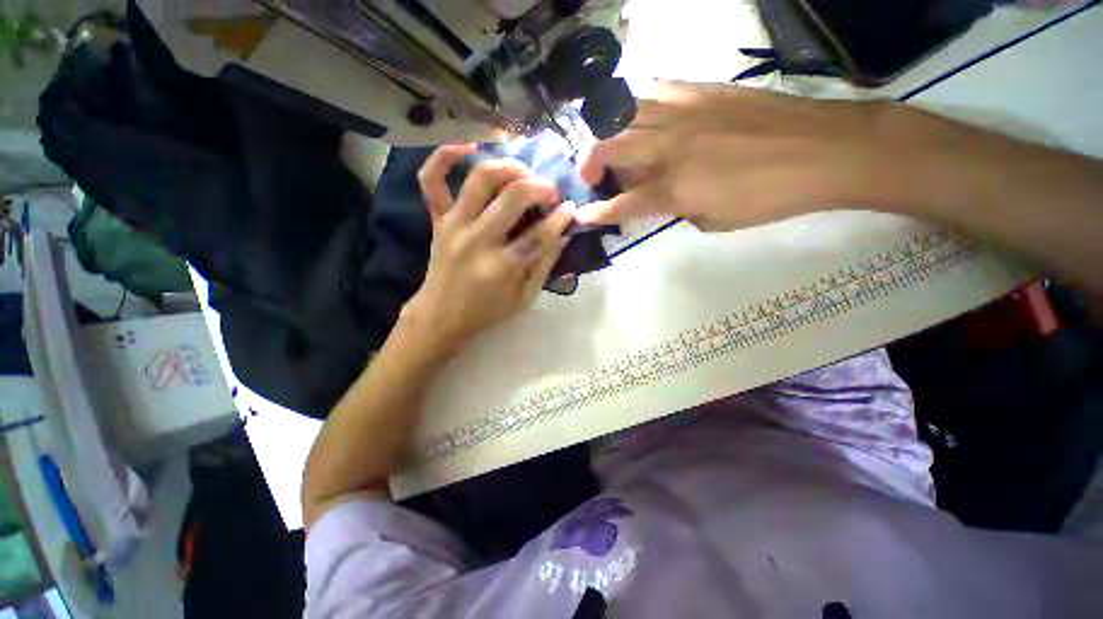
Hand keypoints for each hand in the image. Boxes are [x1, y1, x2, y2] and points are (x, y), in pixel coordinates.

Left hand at [401, 144, 575, 354]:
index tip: (571, 209)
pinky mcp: (437, 219)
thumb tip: (564, 233)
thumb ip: (545, 264)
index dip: (561, 217)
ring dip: (508, 166)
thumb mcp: (525, 297)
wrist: (441, 316)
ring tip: (523, 173)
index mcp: (502, 266)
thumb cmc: (487, 312)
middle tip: (550, 192)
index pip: (540, 232)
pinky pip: (431, 179)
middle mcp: (477, 239)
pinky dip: (445, 156)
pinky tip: (467, 148)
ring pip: (480, 177)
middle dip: (540, 187)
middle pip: (514, 195)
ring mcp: (454, 224)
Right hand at [576, 82, 904, 230]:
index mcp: (675, 188)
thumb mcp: (714, 221)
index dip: (596, 213)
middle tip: (591, 176)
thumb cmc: (769, 197)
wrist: (824, 149)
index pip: (622, 204)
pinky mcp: (701, 89)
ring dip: (606, 130)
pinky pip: (654, 88)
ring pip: (623, 110)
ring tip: (608, 143)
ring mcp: (684, 112)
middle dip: (589, 164)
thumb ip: (677, 209)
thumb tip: (659, 196)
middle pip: (609, 147)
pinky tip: (639, 113)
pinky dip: (636, 102)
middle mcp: (670, 147)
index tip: (581, 216)